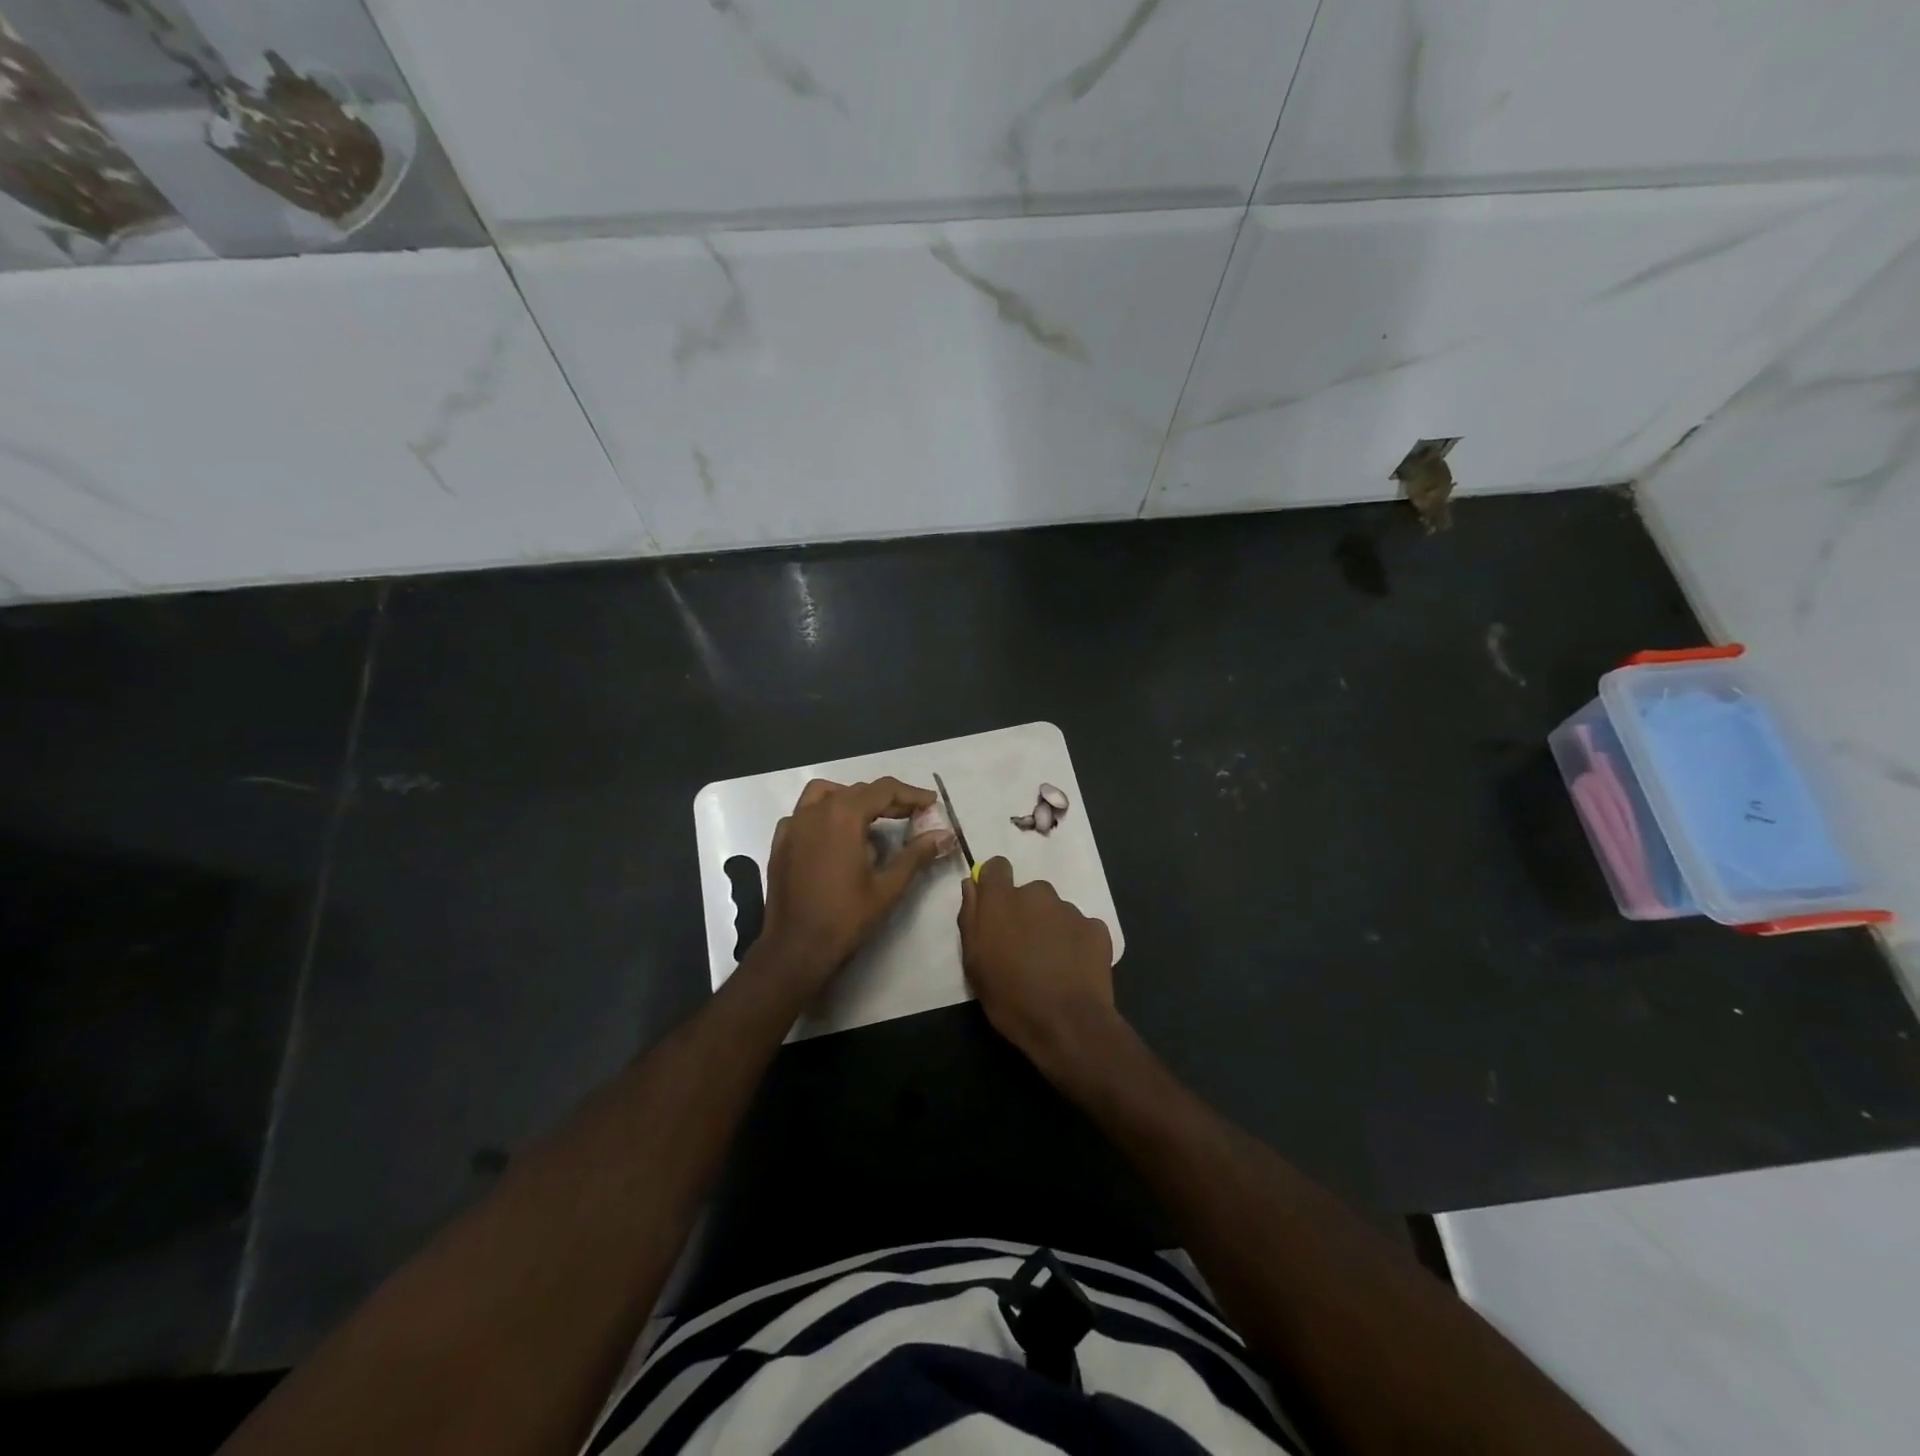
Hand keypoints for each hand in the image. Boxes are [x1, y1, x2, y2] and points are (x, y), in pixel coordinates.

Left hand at [754, 777, 951, 999]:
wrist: (795, 949)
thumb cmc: (845, 918)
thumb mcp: (888, 886)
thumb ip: (917, 854)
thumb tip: (946, 835)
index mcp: (843, 815)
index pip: (883, 790)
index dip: (911, 794)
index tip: (931, 803)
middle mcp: (815, 811)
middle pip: (857, 791)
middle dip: (887, 800)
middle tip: (912, 816)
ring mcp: (793, 825)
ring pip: (826, 794)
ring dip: (852, 800)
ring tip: (871, 821)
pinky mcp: (780, 842)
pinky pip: (804, 814)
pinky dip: (825, 814)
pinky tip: (836, 838)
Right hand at [958, 857, 1117, 1076]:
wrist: (1068, 1024)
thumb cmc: (1010, 997)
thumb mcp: (974, 963)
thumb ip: (970, 917)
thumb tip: (972, 885)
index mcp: (1002, 901)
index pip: (997, 866)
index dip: (996, 883)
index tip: (996, 907)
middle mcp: (1037, 894)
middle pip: (1028, 893)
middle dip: (1026, 913)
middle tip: (1024, 949)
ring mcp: (1070, 910)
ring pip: (1055, 911)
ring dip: (1051, 928)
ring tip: (1051, 964)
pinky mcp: (1096, 928)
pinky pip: (1081, 928)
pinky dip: (1076, 942)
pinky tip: (1073, 970)